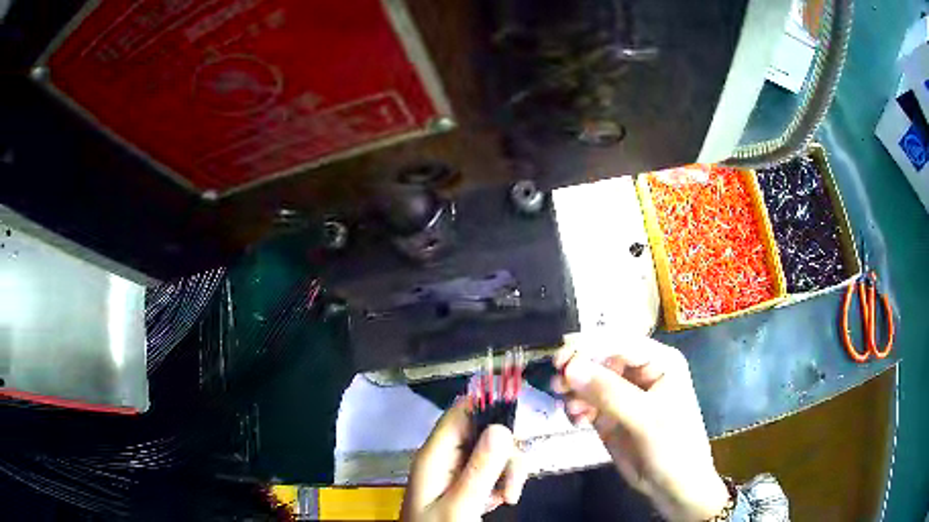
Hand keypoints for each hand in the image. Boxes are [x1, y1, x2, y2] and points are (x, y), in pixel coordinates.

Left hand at [401, 401, 527, 521]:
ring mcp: (455, 470)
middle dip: (505, 454)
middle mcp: (444, 457)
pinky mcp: (464, 483)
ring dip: (507, 472)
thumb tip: (500, 427)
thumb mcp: (460, 505)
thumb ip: (479, 469)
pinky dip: (502, 483)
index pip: (460, 412)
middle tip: (513, 483)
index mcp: (434, 455)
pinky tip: (501, 502)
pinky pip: (491, 471)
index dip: (489, 410)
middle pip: (483, 432)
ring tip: (508, 498)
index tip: (517, 426)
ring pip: (492, 452)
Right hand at [551, 334, 729, 521]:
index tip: (560, 362)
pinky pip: (585, 402)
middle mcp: (640, 371)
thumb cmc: (672, 447)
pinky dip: (576, 408)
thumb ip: (609, 392)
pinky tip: (576, 421)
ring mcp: (623, 394)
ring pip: (588, 380)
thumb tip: (570, 367)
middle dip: (577, 370)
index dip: (588, 347)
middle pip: (600, 358)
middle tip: (556, 386)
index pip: (619, 341)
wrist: (674, 487)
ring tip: (570, 410)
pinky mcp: (609, 414)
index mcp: (658, 361)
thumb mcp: (645, 418)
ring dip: (574, 391)